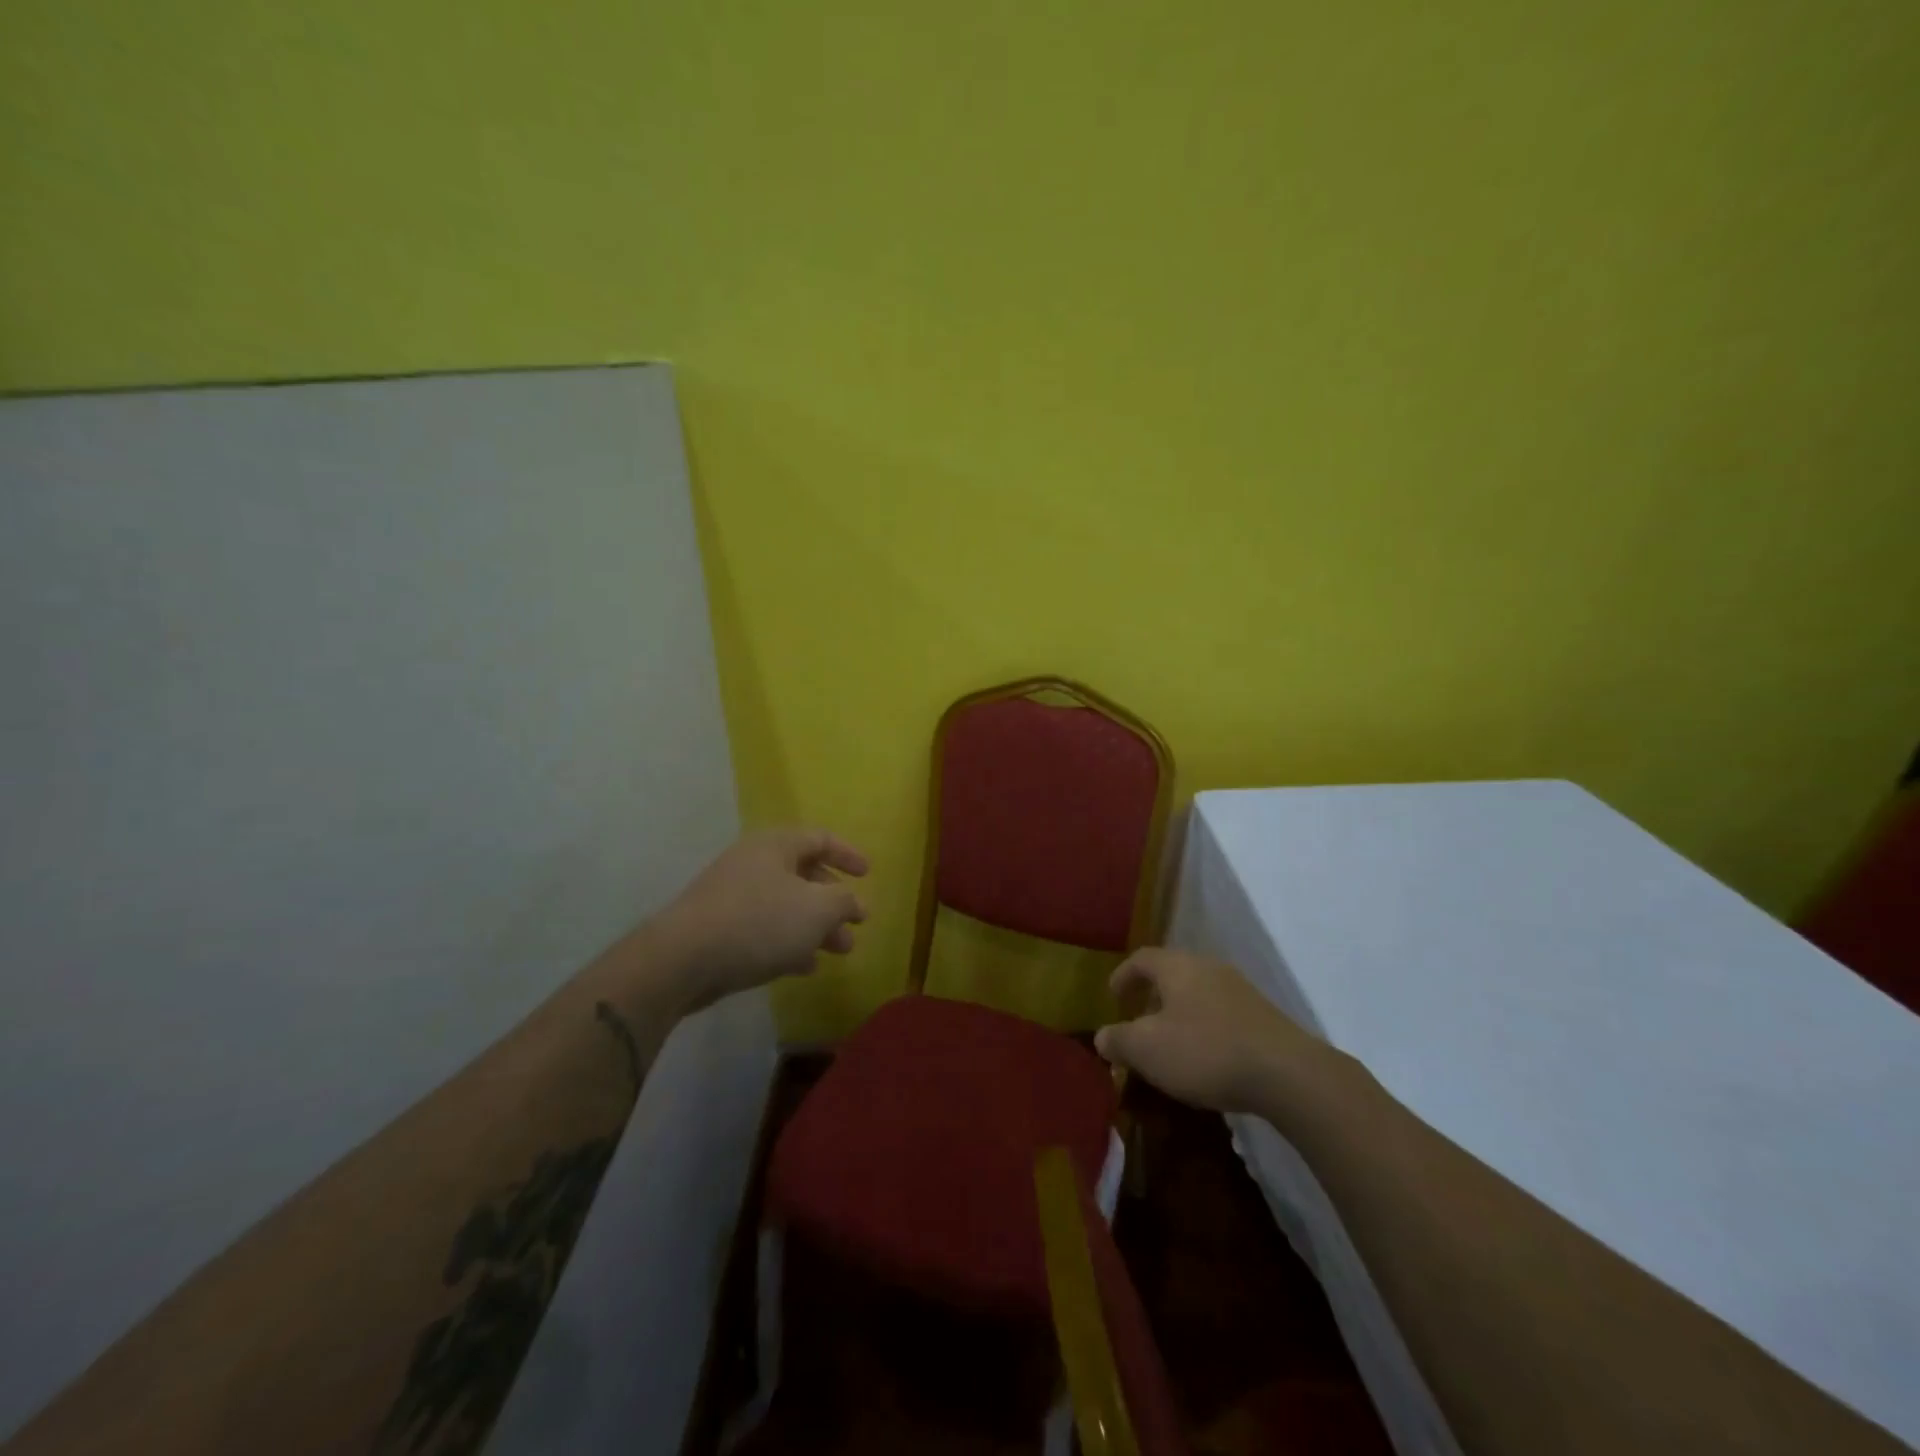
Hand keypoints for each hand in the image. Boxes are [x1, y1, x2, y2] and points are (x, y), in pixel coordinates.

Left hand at [655, 828, 869, 1010]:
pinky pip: (764, 929)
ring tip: (838, 952)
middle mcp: (753, 863)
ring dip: (816, 927)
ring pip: (786, 906)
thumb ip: (843, 901)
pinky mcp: (719, 928)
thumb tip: (853, 903)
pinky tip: (804, 967)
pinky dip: (789, 943)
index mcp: (776, 846)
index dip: (848, 854)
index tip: (868, 876)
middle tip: (854, 926)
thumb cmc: (759, 922)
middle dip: (834, 902)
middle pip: (804, 875)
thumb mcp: (817, 909)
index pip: (820, 839)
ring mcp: (732, 896)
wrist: (682, 960)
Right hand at [1094, 948, 1323, 1113]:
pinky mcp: (1262, 1016)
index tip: (1113, 996)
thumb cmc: (1205, 1051)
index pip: (1141, 958)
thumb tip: (1102, 1037)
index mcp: (1177, 966)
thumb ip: (1118, 1040)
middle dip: (1152, 994)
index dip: (1123, 975)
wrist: (1286, 1074)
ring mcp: (1240, 990)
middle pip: (1172, 972)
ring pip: (1198, 992)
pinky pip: (1221, 1012)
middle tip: (1139, 1019)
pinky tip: (1205, 1057)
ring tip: (1170, 1042)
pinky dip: (1204, 1027)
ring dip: (1179, 1012)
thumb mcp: (1147, 1049)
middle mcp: (1208, 967)